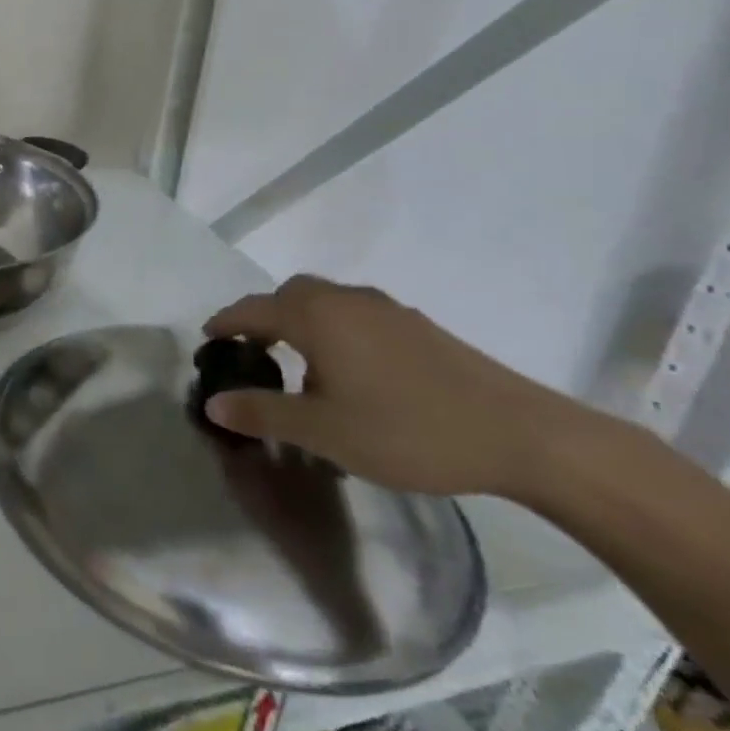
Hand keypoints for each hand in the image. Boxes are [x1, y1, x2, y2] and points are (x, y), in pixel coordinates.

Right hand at [202, 275, 586, 498]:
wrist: (522, 435)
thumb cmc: (407, 431)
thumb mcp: (323, 431)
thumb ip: (262, 413)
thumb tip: (213, 403)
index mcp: (315, 317)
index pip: (253, 309)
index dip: (225, 322)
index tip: (207, 339)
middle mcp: (345, 300)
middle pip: (289, 295)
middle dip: (263, 317)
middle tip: (253, 352)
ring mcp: (386, 310)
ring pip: (326, 302)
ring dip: (301, 323)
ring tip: (301, 367)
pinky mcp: (417, 326)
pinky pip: (356, 316)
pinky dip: (335, 331)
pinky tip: (352, 373)